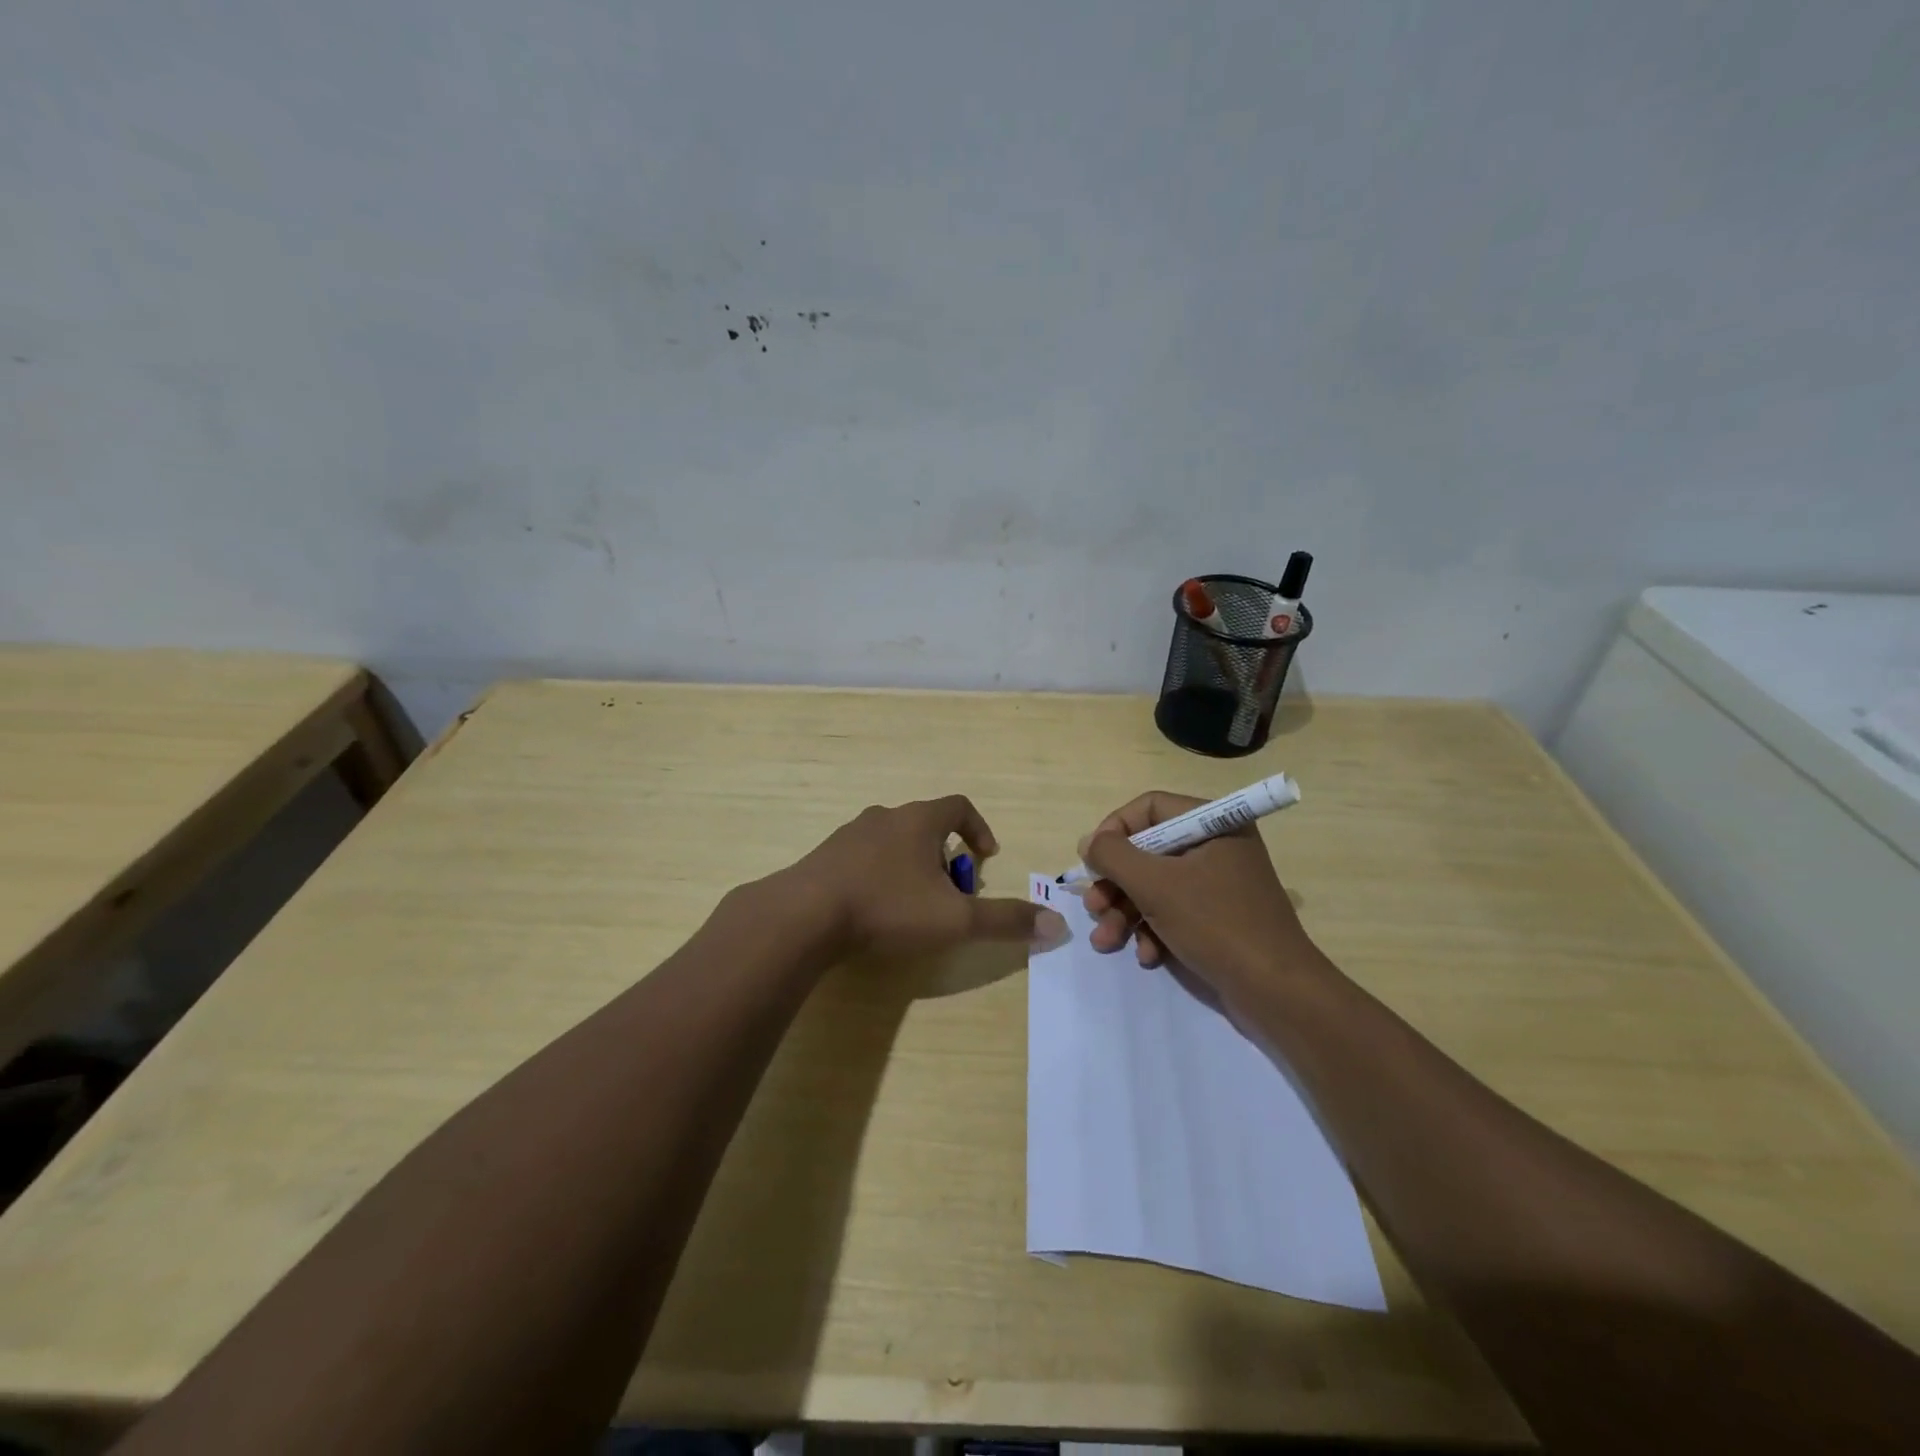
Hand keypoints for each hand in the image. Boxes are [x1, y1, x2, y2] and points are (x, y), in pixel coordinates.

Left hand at [785, 796, 1065, 958]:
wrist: (804, 916)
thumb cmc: (887, 908)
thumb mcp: (954, 919)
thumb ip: (1005, 921)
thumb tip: (1058, 926)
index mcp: (918, 820)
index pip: (959, 806)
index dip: (979, 828)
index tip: (985, 858)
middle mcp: (884, 817)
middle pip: (925, 824)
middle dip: (944, 855)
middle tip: (950, 891)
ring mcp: (849, 835)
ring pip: (892, 840)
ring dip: (910, 864)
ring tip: (913, 903)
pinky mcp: (824, 857)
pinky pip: (862, 858)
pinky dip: (878, 875)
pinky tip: (873, 909)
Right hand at [1080, 790, 1319, 997]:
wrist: (1276, 992)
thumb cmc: (1216, 925)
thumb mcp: (1155, 885)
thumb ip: (1113, 856)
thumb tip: (1088, 841)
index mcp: (1213, 824)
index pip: (1150, 808)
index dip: (1114, 830)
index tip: (1092, 860)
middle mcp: (1217, 846)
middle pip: (1148, 850)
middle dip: (1115, 883)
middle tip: (1094, 907)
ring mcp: (1219, 884)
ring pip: (1155, 885)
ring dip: (1126, 912)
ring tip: (1106, 941)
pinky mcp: (1218, 918)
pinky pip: (1174, 911)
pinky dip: (1153, 930)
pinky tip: (1147, 956)